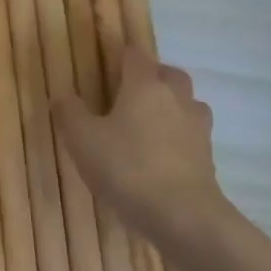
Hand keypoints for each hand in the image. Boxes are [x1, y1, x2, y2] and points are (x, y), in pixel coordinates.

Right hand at [53, 48, 230, 248]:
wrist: (182, 215)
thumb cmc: (126, 167)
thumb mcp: (82, 140)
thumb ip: (70, 112)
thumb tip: (63, 94)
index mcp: (145, 86)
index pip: (135, 55)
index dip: (121, 55)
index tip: (106, 64)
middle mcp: (176, 98)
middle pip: (168, 74)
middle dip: (151, 77)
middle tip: (127, 94)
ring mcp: (197, 127)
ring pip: (186, 103)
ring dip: (170, 106)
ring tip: (146, 124)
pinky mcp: (207, 156)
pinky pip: (191, 134)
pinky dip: (177, 136)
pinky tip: (160, 154)